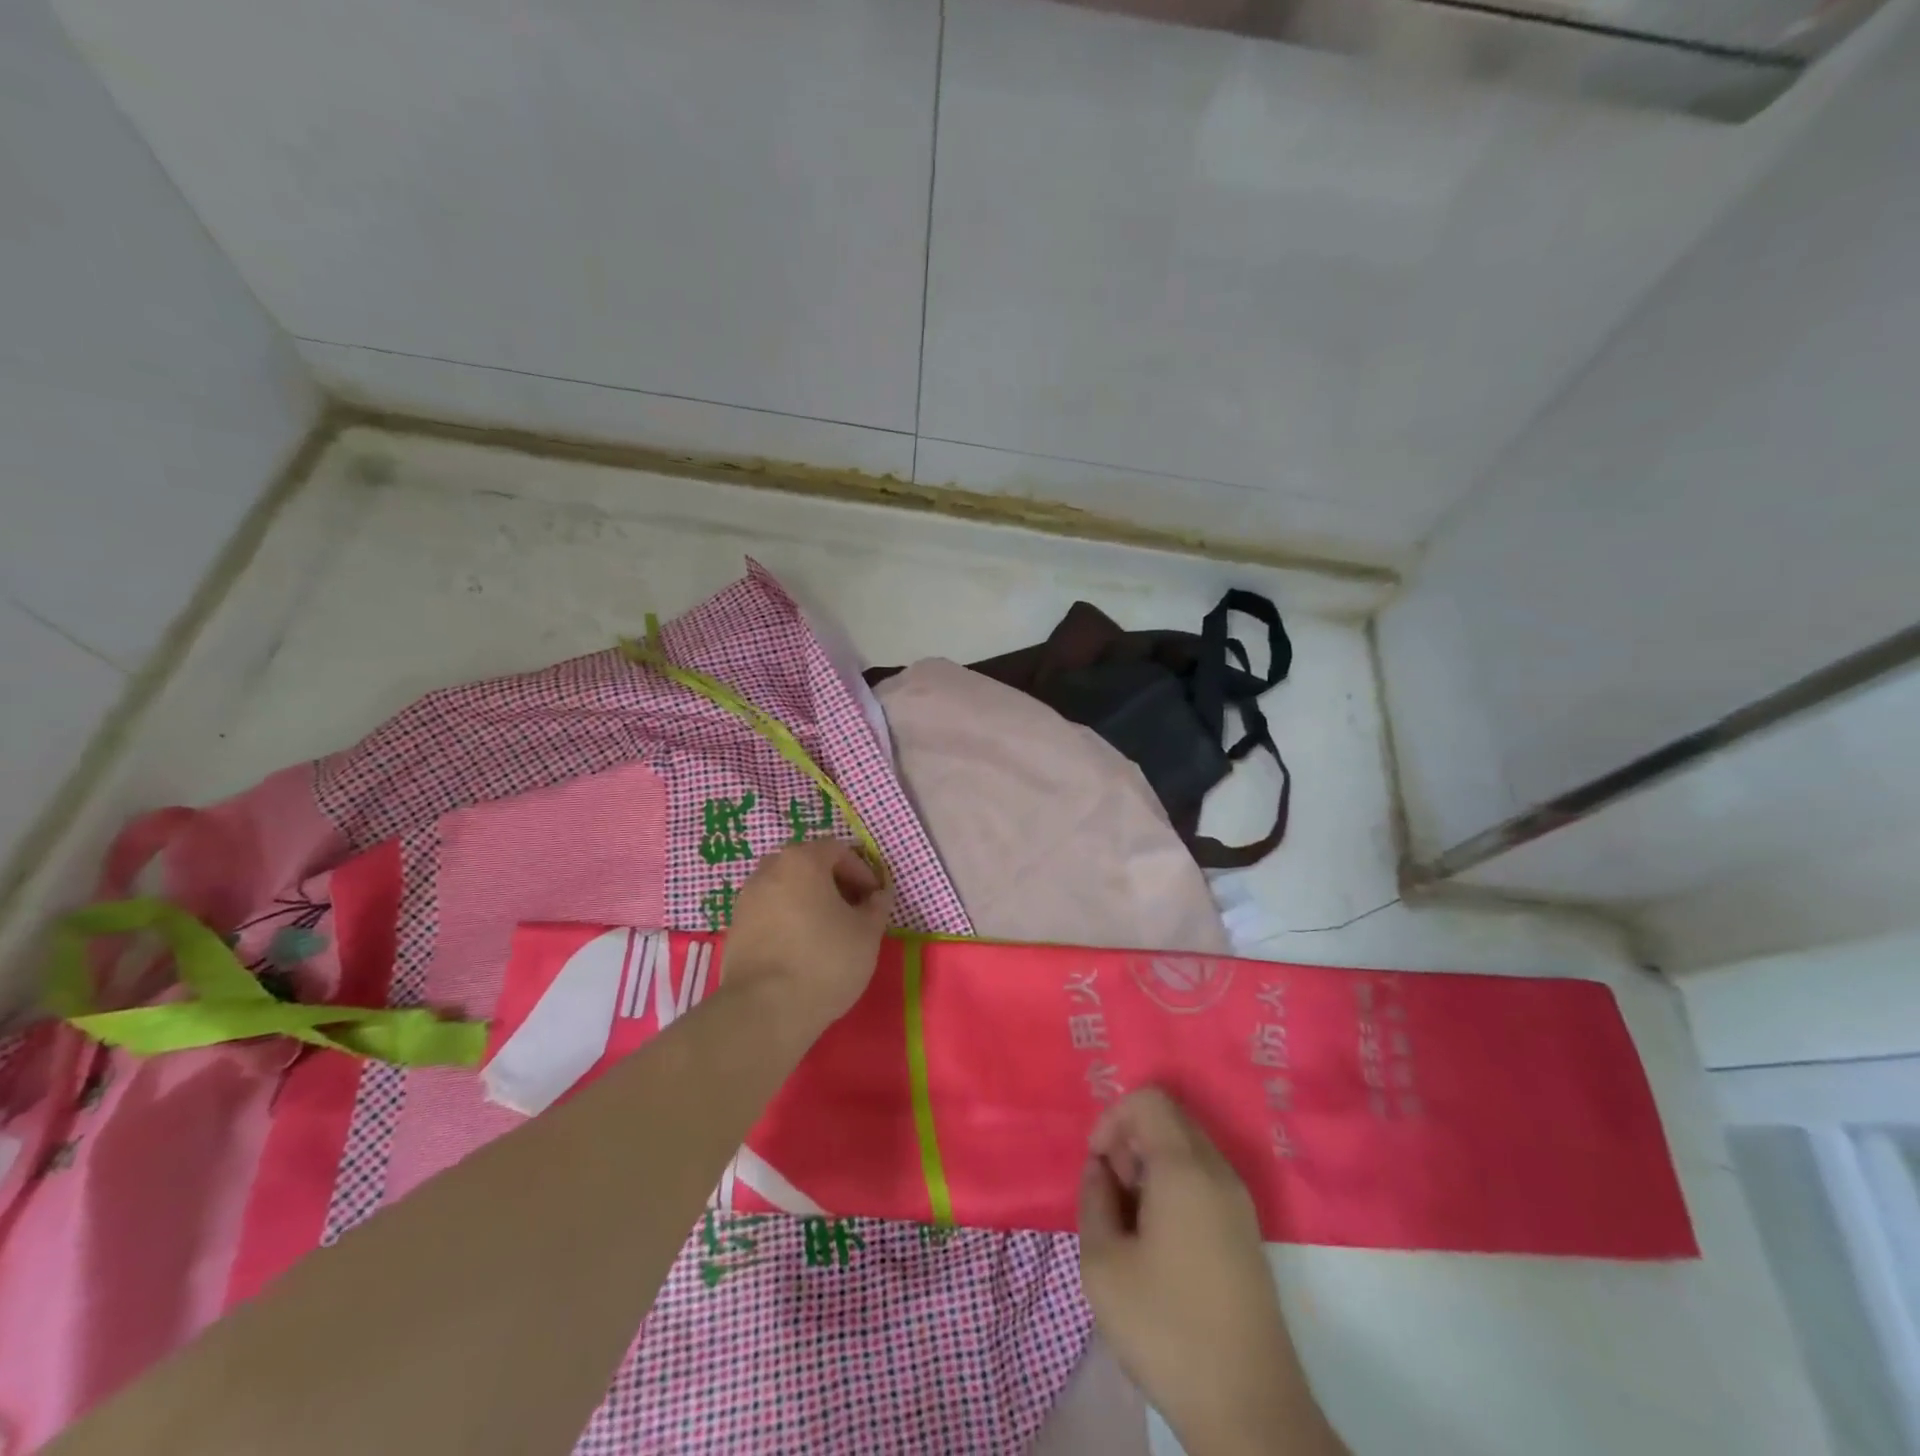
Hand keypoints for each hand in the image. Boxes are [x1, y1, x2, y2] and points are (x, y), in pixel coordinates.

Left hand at [720, 840, 892, 1034]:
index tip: (873, 900)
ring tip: (826, 931)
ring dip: (808, 900)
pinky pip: (768, 912)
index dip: (861, 872)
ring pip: (785, 888)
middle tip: (851, 911)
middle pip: (807, 864)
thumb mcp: (867, 933)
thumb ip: (877, 907)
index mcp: (802, 861)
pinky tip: (800, 949)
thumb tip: (877, 896)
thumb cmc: (825, 961)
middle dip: (833, 883)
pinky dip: (786, 920)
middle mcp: (769, 870)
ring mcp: (746, 899)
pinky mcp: (734, 928)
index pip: (838, 850)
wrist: (764, 1010)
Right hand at [1078, 1089, 1343, 1455]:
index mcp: (1185, 1168)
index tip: (1097, 1166)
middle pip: (1169, 1120)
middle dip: (1130, 1142)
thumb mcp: (1103, 1264)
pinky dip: (1172, 1188)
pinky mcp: (1246, 1233)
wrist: (1250, 1411)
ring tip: (1130, 1223)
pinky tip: (1157, 1243)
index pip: (1149, 1100)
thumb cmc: (1167, 1329)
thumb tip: (1100, 1170)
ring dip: (1149, 1167)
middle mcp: (1219, 1172)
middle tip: (1111, 1195)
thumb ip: (1093, 1200)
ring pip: (1186, 1150)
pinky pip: (1202, 1180)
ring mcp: (1239, 1203)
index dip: (1113, 1119)